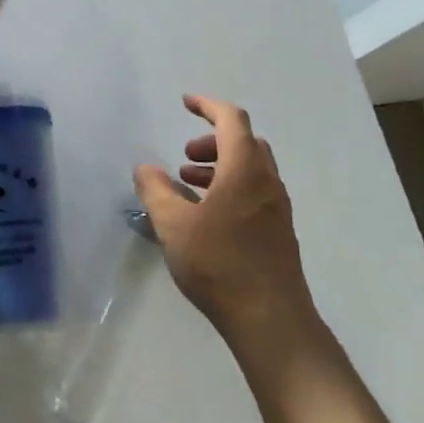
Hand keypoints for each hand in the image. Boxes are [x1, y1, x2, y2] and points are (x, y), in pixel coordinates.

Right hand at [133, 94, 320, 355]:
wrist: (270, 319)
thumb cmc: (218, 263)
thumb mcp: (173, 224)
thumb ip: (155, 190)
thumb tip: (145, 167)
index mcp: (244, 170)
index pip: (231, 120)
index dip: (208, 106)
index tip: (185, 103)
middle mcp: (267, 182)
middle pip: (245, 143)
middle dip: (212, 140)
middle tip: (184, 157)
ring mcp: (277, 208)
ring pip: (250, 169)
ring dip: (220, 166)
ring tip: (187, 186)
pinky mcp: (278, 232)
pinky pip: (254, 192)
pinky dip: (230, 188)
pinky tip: (206, 216)